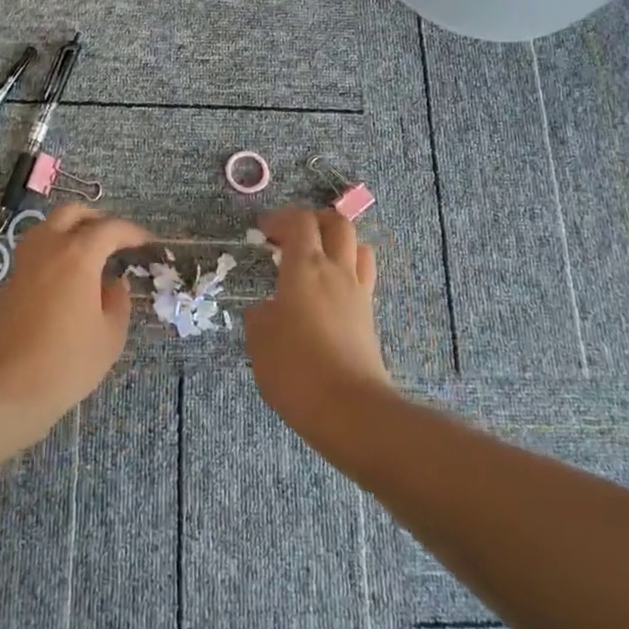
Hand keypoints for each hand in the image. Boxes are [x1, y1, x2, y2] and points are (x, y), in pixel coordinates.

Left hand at [0, 204, 152, 438]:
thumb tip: (113, 283)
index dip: (133, 232)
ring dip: (71, 231)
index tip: (147, 243)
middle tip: (115, 239)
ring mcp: (23, 264)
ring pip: (48, 228)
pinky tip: (66, 281)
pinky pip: (36, 253)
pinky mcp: (7, 284)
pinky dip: (54, 253)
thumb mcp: (110, 336)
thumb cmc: (65, 363)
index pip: (110, 228)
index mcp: (77, 254)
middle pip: (72, 214)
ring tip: (90, 255)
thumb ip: (118, 301)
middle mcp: (48, 248)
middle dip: (97, 219)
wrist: (2, 389)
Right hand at [244, 208, 391, 439]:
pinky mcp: (369, 316)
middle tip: (291, 235)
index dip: (280, 218)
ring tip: (316, 257)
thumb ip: (260, 316)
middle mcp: (336, 271)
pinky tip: (327, 291)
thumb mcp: (260, 342)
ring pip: (357, 246)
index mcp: (305, 268)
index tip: (262, 229)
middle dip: (313, 220)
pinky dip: (346, 270)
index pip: (300, 222)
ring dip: (336, 242)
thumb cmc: (296, 370)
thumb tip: (268, 310)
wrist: (351, 410)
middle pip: (337, 223)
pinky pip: (362, 275)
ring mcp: (358, 293)